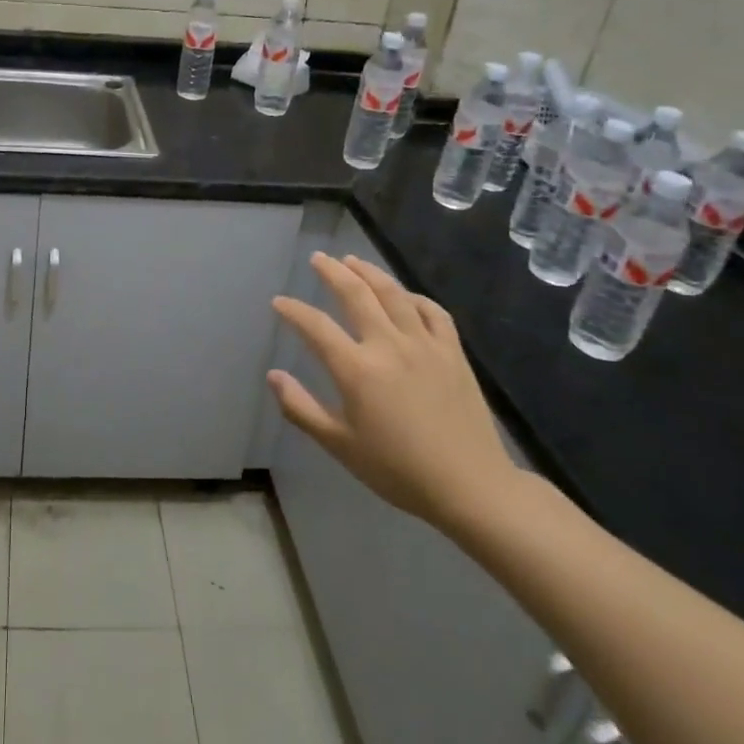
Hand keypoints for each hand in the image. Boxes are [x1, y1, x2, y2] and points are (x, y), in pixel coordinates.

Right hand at [269, 253, 520, 530]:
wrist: (470, 486)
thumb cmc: (397, 469)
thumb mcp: (339, 445)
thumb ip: (301, 408)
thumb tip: (273, 376)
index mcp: (357, 369)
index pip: (316, 327)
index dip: (294, 311)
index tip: (279, 302)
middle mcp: (389, 345)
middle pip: (356, 294)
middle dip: (332, 272)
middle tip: (318, 258)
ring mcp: (425, 345)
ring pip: (393, 294)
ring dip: (369, 272)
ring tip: (352, 260)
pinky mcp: (453, 352)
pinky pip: (432, 312)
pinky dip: (414, 297)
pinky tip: (404, 296)